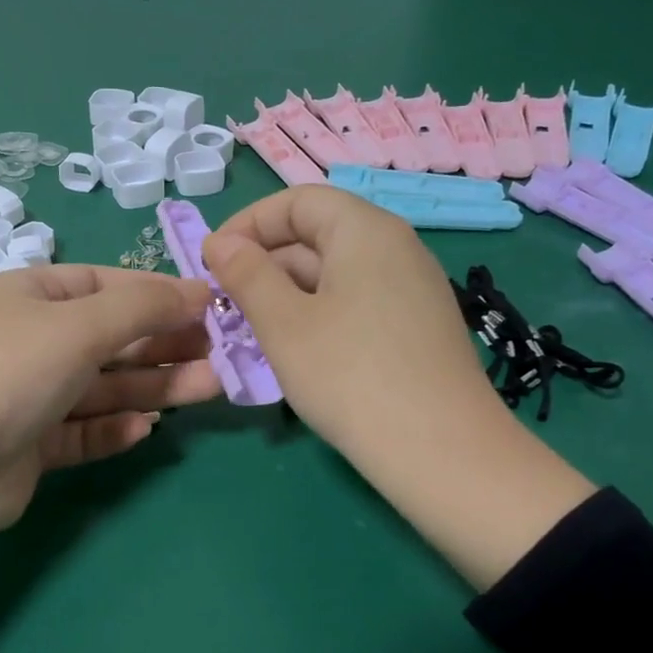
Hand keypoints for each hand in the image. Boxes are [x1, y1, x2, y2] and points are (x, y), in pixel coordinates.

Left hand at [0, 265, 219, 535]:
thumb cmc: (9, 372)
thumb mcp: (80, 325)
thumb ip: (144, 307)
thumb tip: (200, 290)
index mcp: (32, 294)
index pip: (108, 284)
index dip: (161, 293)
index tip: (213, 307)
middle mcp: (30, 340)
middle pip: (111, 337)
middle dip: (166, 344)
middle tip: (223, 355)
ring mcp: (28, 395)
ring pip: (103, 387)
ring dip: (152, 388)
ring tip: (209, 390)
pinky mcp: (30, 446)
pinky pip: (82, 430)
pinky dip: (113, 428)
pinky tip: (145, 431)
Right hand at [201, 186, 493, 461]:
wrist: (441, 452)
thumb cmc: (350, 376)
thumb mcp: (284, 324)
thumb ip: (247, 275)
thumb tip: (221, 243)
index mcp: (365, 230)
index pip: (297, 201)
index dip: (248, 224)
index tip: (211, 262)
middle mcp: (396, 248)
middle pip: (318, 234)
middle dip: (264, 263)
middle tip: (225, 305)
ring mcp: (413, 290)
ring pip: (335, 274)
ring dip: (287, 294)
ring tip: (252, 332)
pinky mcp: (418, 328)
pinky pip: (357, 303)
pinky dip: (318, 315)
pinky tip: (298, 353)